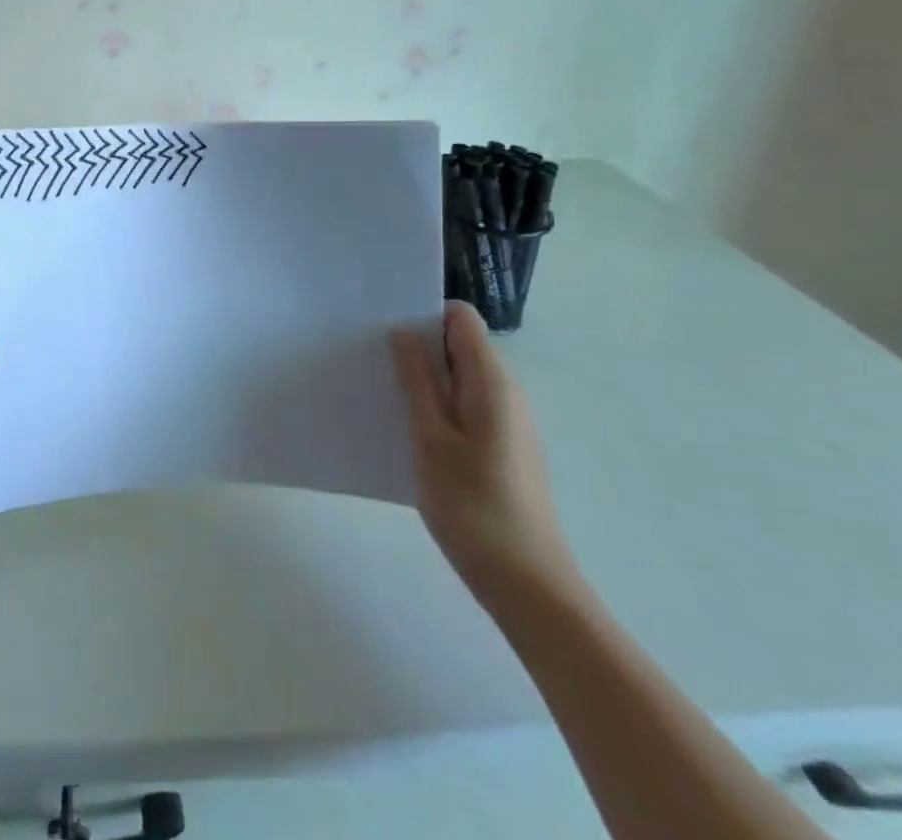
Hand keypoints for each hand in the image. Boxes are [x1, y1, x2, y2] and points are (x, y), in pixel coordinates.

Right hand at [389, 301, 578, 603]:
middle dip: (418, 347)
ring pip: (461, 378)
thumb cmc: (473, 507)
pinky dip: (439, 407)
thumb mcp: (430, 438)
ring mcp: (509, 421)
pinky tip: (410, 432)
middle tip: (373, 363)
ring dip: (425, 380)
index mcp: (491, 381)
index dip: (424, 314)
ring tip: (384, 396)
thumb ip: (417, 381)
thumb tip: (403, 332)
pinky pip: (467, 406)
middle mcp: (507, 392)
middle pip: (460, 345)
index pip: (461, 318)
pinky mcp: (504, 447)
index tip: (385, 331)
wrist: (528, 586)